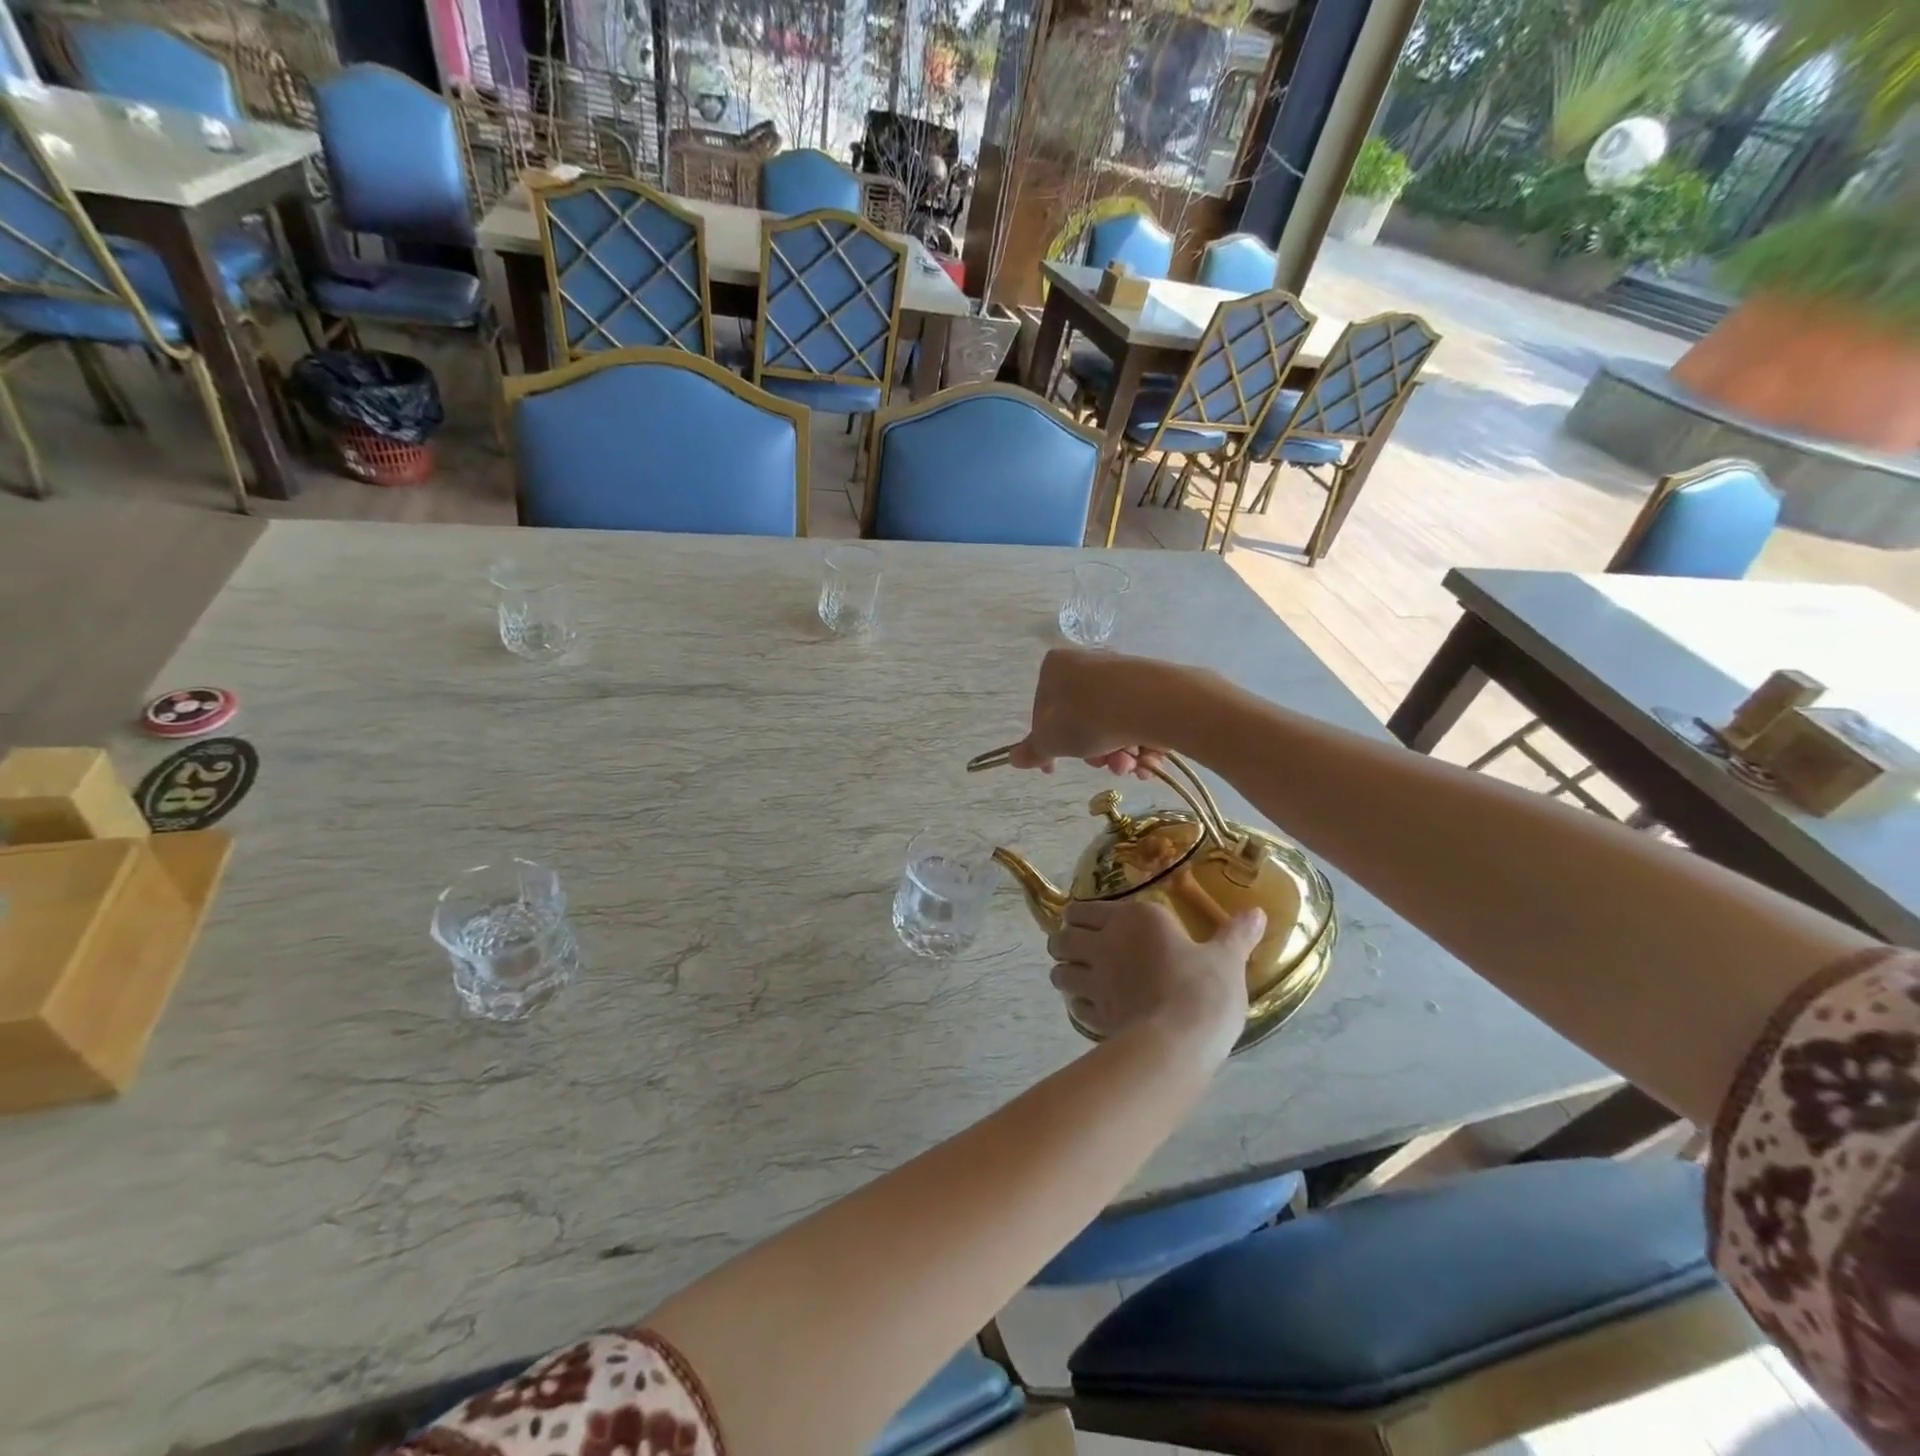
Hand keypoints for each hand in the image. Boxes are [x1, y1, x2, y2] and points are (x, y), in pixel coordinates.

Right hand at [1007, 649, 1168, 779]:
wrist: (1150, 704)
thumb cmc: (1087, 718)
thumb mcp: (1051, 741)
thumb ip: (1032, 751)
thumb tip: (1013, 758)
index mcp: (1055, 667)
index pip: (1042, 711)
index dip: (1048, 745)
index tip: (1054, 769)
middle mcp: (1087, 662)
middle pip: (1081, 720)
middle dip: (1092, 753)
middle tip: (1102, 767)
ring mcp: (1120, 672)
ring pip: (1111, 723)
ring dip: (1118, 754)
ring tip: (1130, 766)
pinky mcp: (1150, 683)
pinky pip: (1136, 719)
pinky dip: (1139, 743)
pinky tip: (1147, 760)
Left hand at [1047, 897, 1262, 1061]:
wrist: (1179, 1041)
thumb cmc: (1203, 988)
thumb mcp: (1227, 959)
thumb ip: (1236, 934)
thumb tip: (1257, 911)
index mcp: (1133, 917)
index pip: (1086, 908)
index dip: (1082, 915)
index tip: (1089, 921)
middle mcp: (1105, 943)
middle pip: (1063, 937)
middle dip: (1064, 940)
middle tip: (1077, 947)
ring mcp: (1096, 980)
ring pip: (1060, 970)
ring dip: (1063, 971)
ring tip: (1075, 976)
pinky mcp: (1095, 1014)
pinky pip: (1075, 1004)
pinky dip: (1077, 1004)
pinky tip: (1088, 1008)